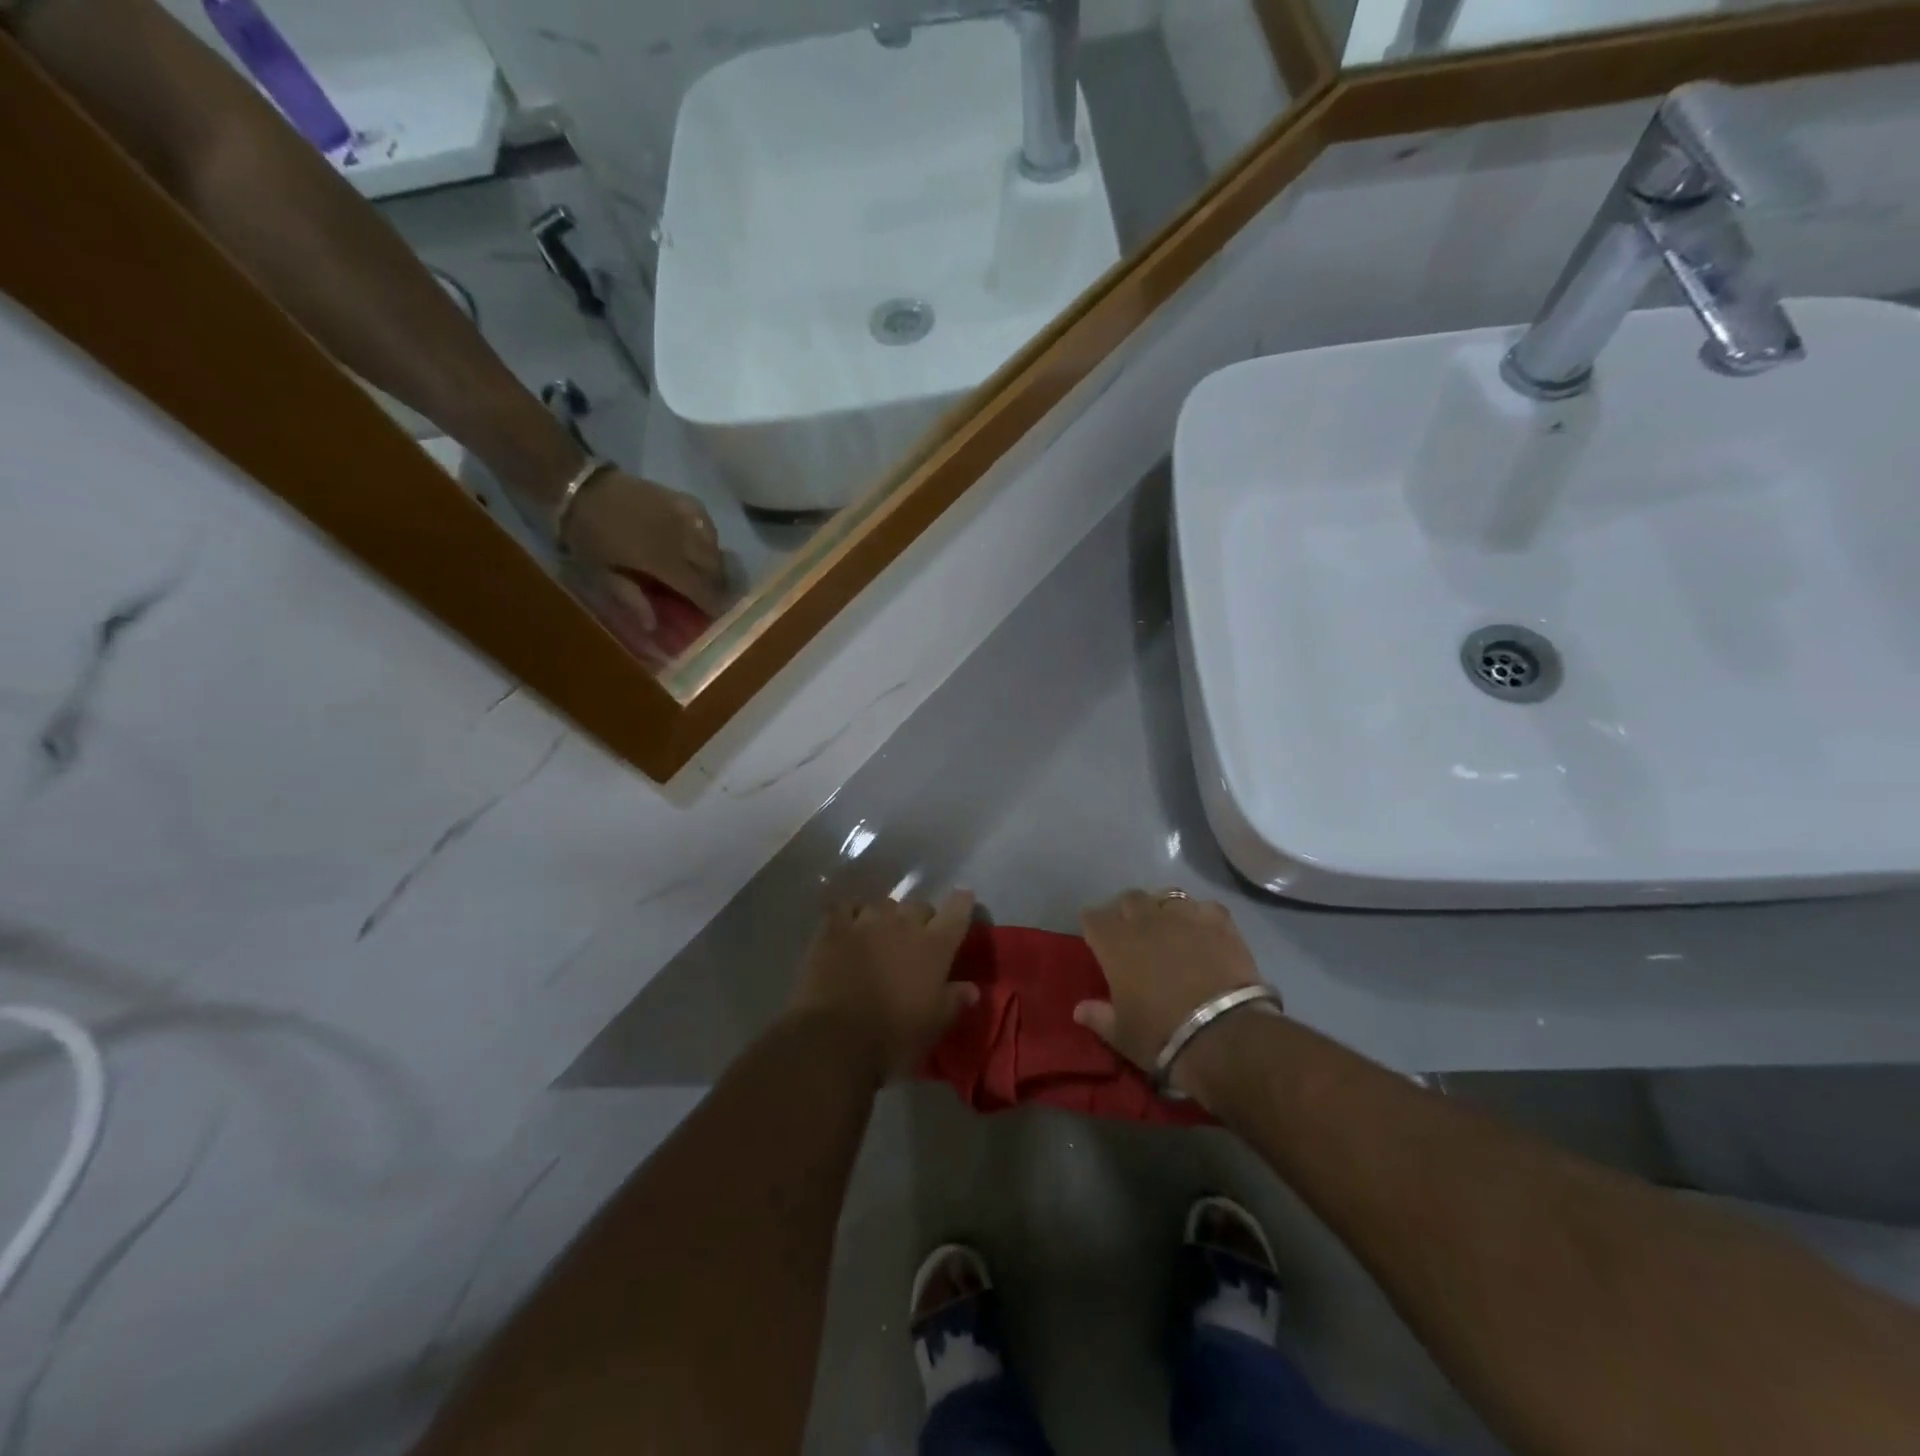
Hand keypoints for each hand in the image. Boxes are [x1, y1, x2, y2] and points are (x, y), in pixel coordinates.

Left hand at [566, 471, 728, 622]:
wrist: (579, 486)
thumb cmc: (588, 535)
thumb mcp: (602, 571)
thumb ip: (631, 598)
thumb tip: (653, 626)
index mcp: (662, 561)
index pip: (699, 588)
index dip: (711, 603)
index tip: (717, 614)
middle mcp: (681, 539)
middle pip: (713, 566)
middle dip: (716, 583)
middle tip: (711, 594)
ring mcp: (684, 516)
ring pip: (714, 544)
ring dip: (714, 560)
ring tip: (708, 570)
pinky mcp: (681, 499)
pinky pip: (706, 521)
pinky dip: (708, 535)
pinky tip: (701, 540)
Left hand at [789, 893, 979, 1081]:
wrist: (836, 1040)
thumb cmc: (894, 1037)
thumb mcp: (934, 1025)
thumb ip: (954, 1000)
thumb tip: (972, 989)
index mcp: (934, 946)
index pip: (957, 910)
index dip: (962, 902)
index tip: (964, 899)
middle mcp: (904, 924)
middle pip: (919, 904)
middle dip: (921, 917)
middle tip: (916, 938)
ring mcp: (867, 921)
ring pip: (883, 904)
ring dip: (886, 917)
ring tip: (880, 934)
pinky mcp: (834, 928)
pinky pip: (846, 907)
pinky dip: (851, 913)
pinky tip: (850, 924)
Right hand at [1075, 890, 1273, 1100]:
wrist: (1223, 1033)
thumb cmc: (1161, 1035)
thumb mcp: (1122, 1034)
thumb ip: (1098, 1016)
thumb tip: (1079, 1010)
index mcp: (1115, 943)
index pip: (1093, 917)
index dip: (1094, 925)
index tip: (1097, 938)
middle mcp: (1146, 920)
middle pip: (1129, 898)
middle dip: (1127, 911)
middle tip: (1132, 932)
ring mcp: (1184, 916)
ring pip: (1167, 896)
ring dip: (1163, 909)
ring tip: (1169, 928)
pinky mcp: (1219, 921)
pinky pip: (1204, 907)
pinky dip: (1200, 916)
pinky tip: (1203, 931)